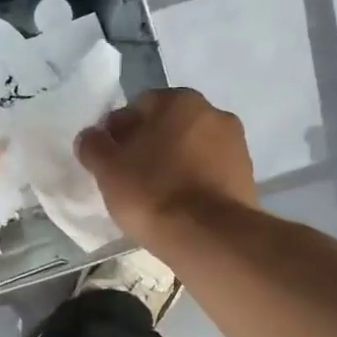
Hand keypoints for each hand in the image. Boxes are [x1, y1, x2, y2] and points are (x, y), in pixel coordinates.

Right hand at [76, 88, 257, 241]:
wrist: (209, 237)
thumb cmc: (152, 192)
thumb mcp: (107, 169)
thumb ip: (93, 145)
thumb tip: (91, 136)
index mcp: (179, 100)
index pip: (139, 106)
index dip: (119, 131)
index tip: (109, 158)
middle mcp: (213, 112)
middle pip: (168, 125)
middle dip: (148, 144)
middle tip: (128, 176)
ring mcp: (235, 145)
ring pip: (190, 149)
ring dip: (173, 163)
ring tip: (153, 196)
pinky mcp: (246, 177)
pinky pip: (208, 172)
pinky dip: (193, 182)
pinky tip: (178, 206)